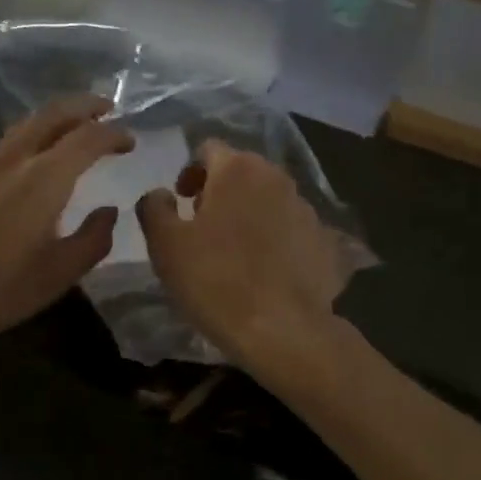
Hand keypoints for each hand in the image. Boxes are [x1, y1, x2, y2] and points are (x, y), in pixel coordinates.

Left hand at [0, 96, 132, 368]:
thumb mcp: (60, 273)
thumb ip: (93, 239)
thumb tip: (109, 211)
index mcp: (45, 178)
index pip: (88, 138)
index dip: (113, 134)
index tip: (130, 141)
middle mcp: (16, 158)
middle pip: (54, 113)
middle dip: (84, 105)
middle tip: (107, 107)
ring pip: (27, 122)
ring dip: (57, 115)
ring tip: (76, 124)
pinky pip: (10, 139)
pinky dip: (34, 131)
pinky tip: (37, 152)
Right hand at [136, 141, 349, 370]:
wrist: (282, 329)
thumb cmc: (214, 279)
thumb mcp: (165, 244)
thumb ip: (154, 207)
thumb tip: (161, 194)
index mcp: (238, 169)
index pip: (208, 149)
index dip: (190, 172)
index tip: (182, 202)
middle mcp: (277, 178)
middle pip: (242, 171)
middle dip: (220, 191)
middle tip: (203, 225)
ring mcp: (307, 209)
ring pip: (269, 199)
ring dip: (250, 214)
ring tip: (236, 251)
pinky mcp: (326, 241)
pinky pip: (292, 229)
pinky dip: (276, 239)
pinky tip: (266, 271)